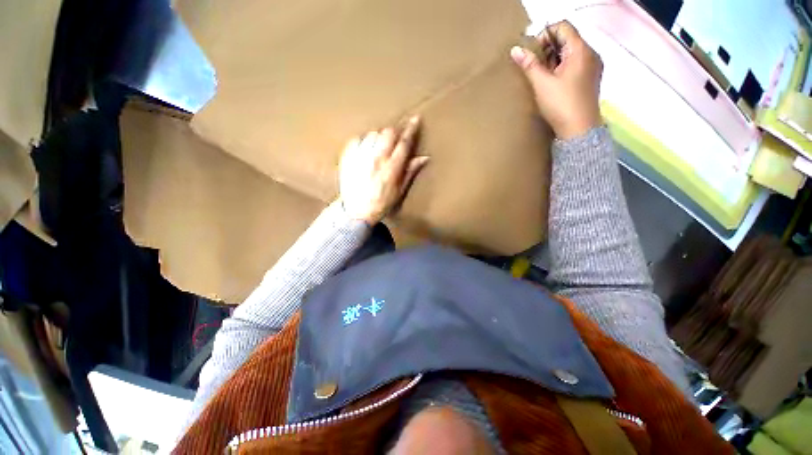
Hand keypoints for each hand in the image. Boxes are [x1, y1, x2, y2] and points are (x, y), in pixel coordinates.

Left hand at [339, 117, 429, 223]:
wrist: (356, 211)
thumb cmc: (381, 203)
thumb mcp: (400, 191)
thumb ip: (410, 171)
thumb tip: (424, 157)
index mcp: (391, 169)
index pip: (404, 143)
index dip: (411, 129)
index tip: (415, 119)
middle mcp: (376, 159)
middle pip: (388, 133)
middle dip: (394, 133)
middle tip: (394, 141)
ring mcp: (360, 157)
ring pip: (373, 133)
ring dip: (379, 137)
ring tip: (379, 149)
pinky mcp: (348, 157)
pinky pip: (358, 139)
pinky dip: (364, 141)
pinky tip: (366, 151)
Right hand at [510, 21, 603, 139]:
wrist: (579, 130)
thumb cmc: (561, 104)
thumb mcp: (542, 84)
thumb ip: (529, 65)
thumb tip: (515, 49)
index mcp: (580, 50)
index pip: (562, 27)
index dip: (545, 35)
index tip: (533, 54)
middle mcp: (590, 53)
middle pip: (566, 39)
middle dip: (548, 50)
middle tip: (535, 68)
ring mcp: (592, 67)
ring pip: (570, 53)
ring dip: (553, 60)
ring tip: (542, 78)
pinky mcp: (590, 79)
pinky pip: (574, 65)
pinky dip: (561, 69)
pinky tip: (553, 84)